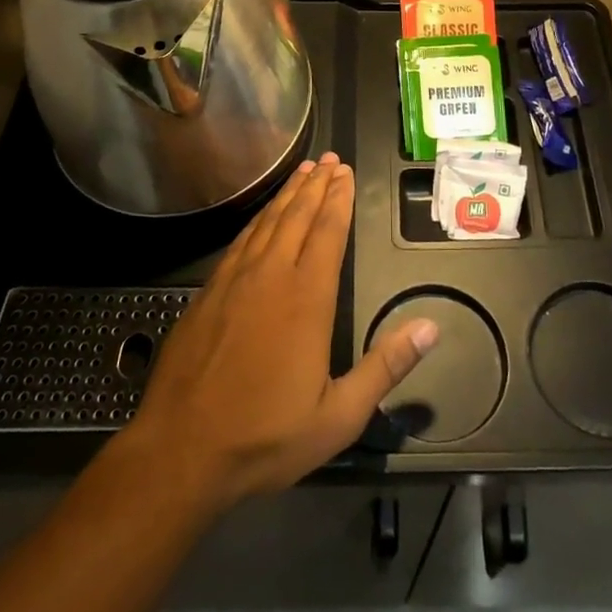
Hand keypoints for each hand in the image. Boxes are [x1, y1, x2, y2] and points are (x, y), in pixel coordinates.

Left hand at [118, 153, 437, 513]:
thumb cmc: (265, 436)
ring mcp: (234, 280)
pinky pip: (240, 241)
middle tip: (329, 159)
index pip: (327, 232)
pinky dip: (257, 219)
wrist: (180, 451)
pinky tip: (262, 216)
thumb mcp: (339, 416)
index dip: (339, 199)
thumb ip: (385, 368)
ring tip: (303, 171)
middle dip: (316, 185)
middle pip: (297, 216)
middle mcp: (271, 275)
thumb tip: (431, 327)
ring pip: (267, 222)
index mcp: (306, 297)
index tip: (346, 172)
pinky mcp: (208, 292)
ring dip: (287, 194)